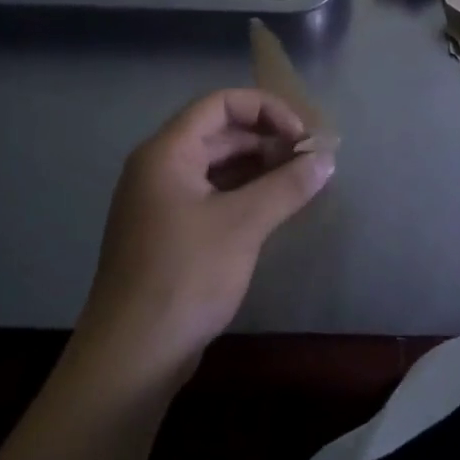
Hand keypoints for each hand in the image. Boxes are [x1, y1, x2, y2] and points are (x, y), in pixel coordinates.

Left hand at [77, 89, 334, 380]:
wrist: (132, 356)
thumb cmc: (185, 276)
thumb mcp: (243, 225)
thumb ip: (287, 185)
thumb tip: (327, 158)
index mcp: (167, 153)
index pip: (220, 104)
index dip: (266, 110)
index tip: (302, 135)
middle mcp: (159, 168)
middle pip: (219, 132)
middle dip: (267, 138)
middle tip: (310, 158)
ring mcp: (161, 202)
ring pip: (217, 165)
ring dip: (259, 166)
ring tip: (301, 179)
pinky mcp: (169, 232)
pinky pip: (212, 194)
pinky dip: (245, 192)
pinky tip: (275, 205)